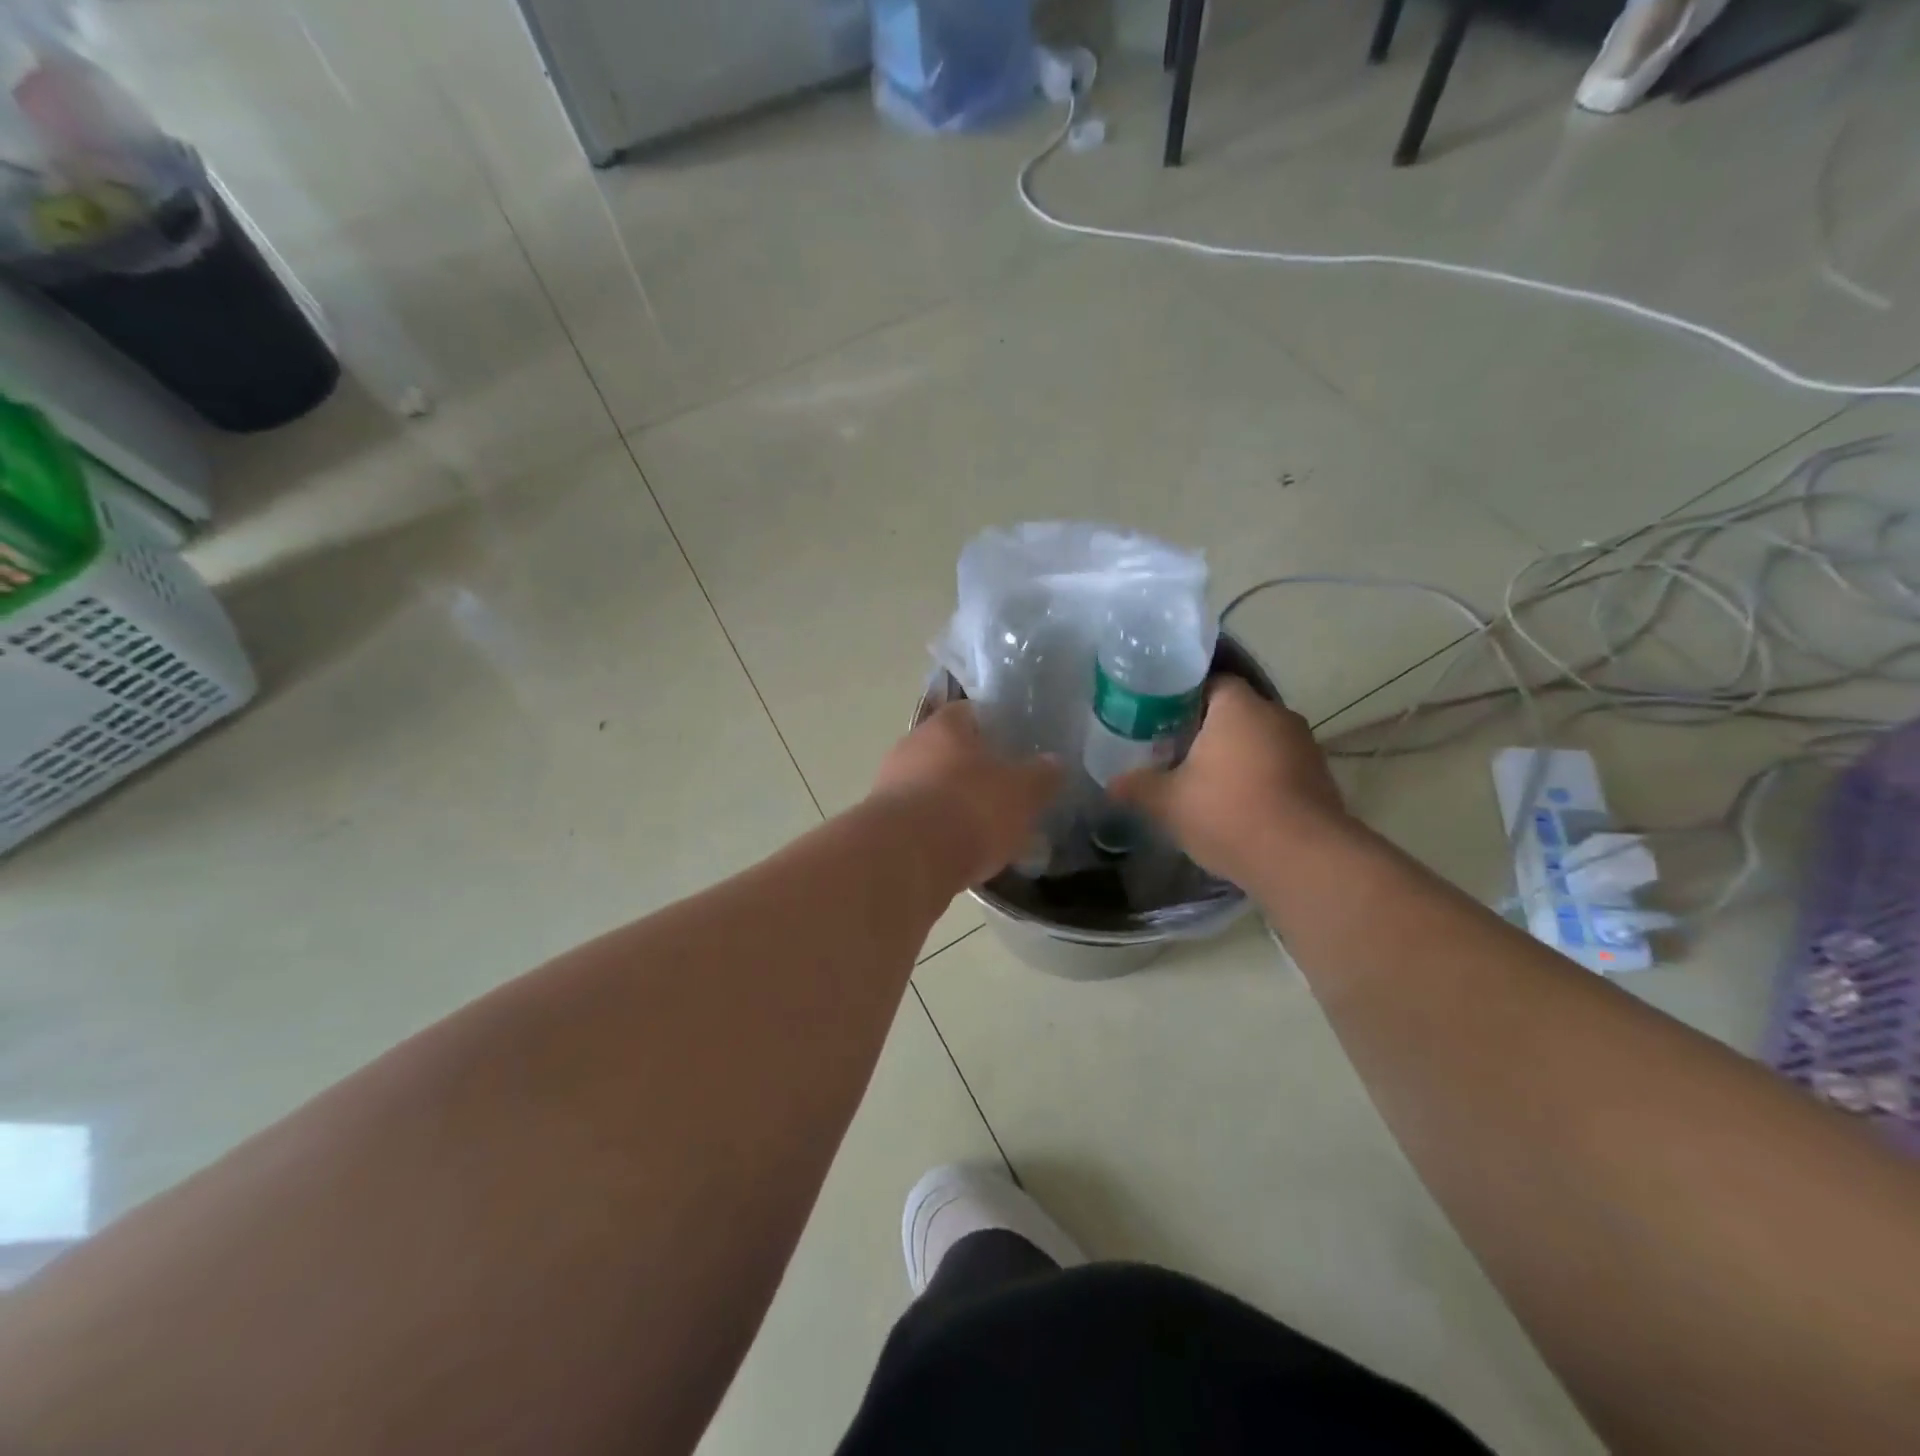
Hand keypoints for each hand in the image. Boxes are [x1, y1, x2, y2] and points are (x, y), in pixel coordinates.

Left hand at [871, 703, 1062, 887]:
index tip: (1017, 746)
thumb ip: (1041, 776)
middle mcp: (910, 747)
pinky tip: (961, 853)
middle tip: (1007, 791)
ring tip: (988, 829)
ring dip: (956, 803)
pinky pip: (919, 820)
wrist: (904, 861)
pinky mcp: (882, 824)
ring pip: (932, 787)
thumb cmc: (968, 809)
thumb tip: (1055, 762)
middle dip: (976, 770)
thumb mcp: (1022, 792)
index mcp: (944, 726)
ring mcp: (890, 785)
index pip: (971, 712)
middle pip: (949, 751)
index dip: (996, 726)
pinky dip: (939, 832)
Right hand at [1111, 676, 1350, 887]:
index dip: (1183, 698)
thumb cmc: (1228, 813)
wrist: (1303, 860)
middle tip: (1175, 753)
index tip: (1161, 721)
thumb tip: (1111, 785)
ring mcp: (1305, 747)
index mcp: (1239, 706)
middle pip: (1235, 712)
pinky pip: (1279, 767)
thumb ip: (1137, 787)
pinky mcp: (1320, 779)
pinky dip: (1259, 780)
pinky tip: (1237, 807)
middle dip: (1207, 730)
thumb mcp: (1167, 803)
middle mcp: (1277, 715)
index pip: (1211, 682)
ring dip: (1236, 757)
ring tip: (1204, 783)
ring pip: (1259, 741)